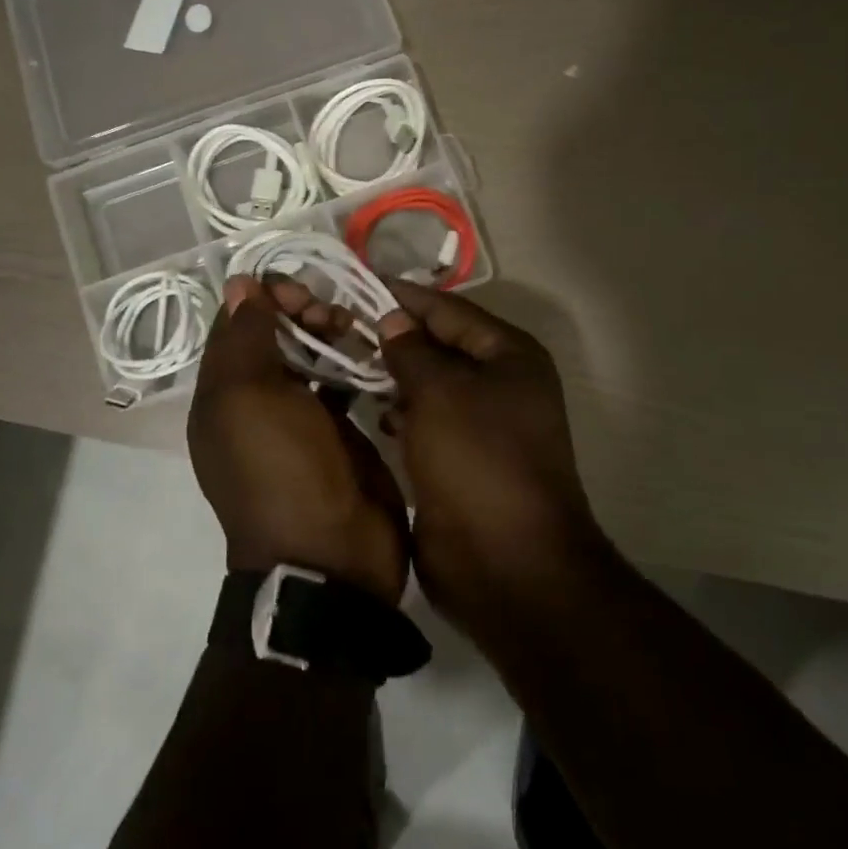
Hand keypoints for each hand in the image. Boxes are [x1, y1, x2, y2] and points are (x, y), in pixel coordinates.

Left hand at [188, 276, 410, 603]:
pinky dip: (353, 364)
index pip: (236, 325)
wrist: (331, 555)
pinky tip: (372, 353)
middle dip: (301, 313)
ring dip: (330, 334)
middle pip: (275, 337)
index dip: (264, 298)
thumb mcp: (249, 397)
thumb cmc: (282, 469)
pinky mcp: (338, 432)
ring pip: (310, 356)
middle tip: (330, 315)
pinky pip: (341, 385)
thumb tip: (238, 283)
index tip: (299, 290)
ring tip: (355, 330)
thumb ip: (246, 336)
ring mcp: (299, 418)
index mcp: (223, 394)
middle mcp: (256, 402)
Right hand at [375, 281, 605, 625]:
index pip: (450, 310)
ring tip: (342, 361)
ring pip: (430, 386)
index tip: (356, 285)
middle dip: (394, 338)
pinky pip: (426, 422)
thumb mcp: (441, 394)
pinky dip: (400, 413)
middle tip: (337, 325)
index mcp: (510, 356)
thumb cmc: (477, 462)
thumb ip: (413, 351)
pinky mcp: (461, 460)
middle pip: (440, 346)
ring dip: (393, 376)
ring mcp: (482, 425)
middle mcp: (500, 384)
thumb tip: (393, 320)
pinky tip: (369, 410)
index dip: (404, 297)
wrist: (506, 564)